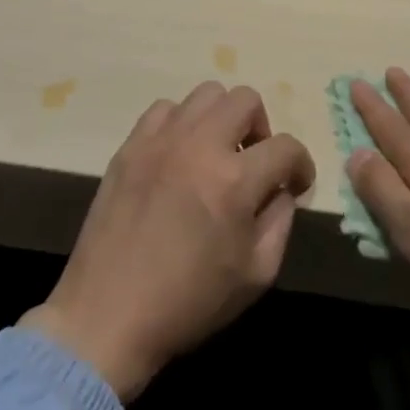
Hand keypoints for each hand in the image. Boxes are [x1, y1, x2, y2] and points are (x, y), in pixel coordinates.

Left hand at [22, 82, 313, 402]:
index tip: (296, 183)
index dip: (301, 165)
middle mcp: (200, 145)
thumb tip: (282, 188)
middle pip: (246, 100)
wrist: (108, 314)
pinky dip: (182, 123)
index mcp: (234, 180)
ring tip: (215, 154)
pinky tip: (179, 155)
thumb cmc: (189, 302)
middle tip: (254, 162)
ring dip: (222, 119)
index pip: (286, 147)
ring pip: (206, 94)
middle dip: (261, 129)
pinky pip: (166, 109)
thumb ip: (280, 221)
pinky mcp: (131, 144)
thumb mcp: (256, 275)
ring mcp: (161, 139)